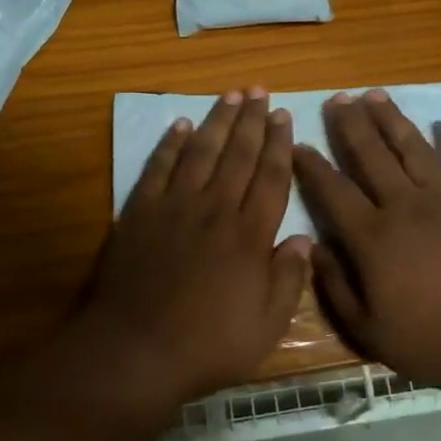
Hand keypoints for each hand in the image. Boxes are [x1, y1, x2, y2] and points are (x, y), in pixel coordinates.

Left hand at [74, 88, 310, 404]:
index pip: (271, 177)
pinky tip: (180, 125)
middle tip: (259, 89)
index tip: (283, 115)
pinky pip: (159, 168)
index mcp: (250, 235)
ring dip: (217, 121)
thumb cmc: (208, 345)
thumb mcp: (266, 326)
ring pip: (201, 152)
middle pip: (238, 154)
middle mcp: (216, 209)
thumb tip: (304, 239)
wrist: (136, 351)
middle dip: (251, 119)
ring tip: (230, 94)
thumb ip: (289, 280)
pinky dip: (170, 144)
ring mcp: (175, 207)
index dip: (279, 144)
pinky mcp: (140, 212)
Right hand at [293, 91, 440, 393]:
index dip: (311, 165)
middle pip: (370, 155)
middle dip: (350, 124)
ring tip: (375, 94)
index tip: (297, 143)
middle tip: (337, 98)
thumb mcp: (367, 329)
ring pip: (411, 148)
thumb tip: (314, 248)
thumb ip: (335, 286)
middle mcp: (403, 205)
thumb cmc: (430, 341)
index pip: (332, 190)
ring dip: (391, 119)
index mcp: (372, 236)